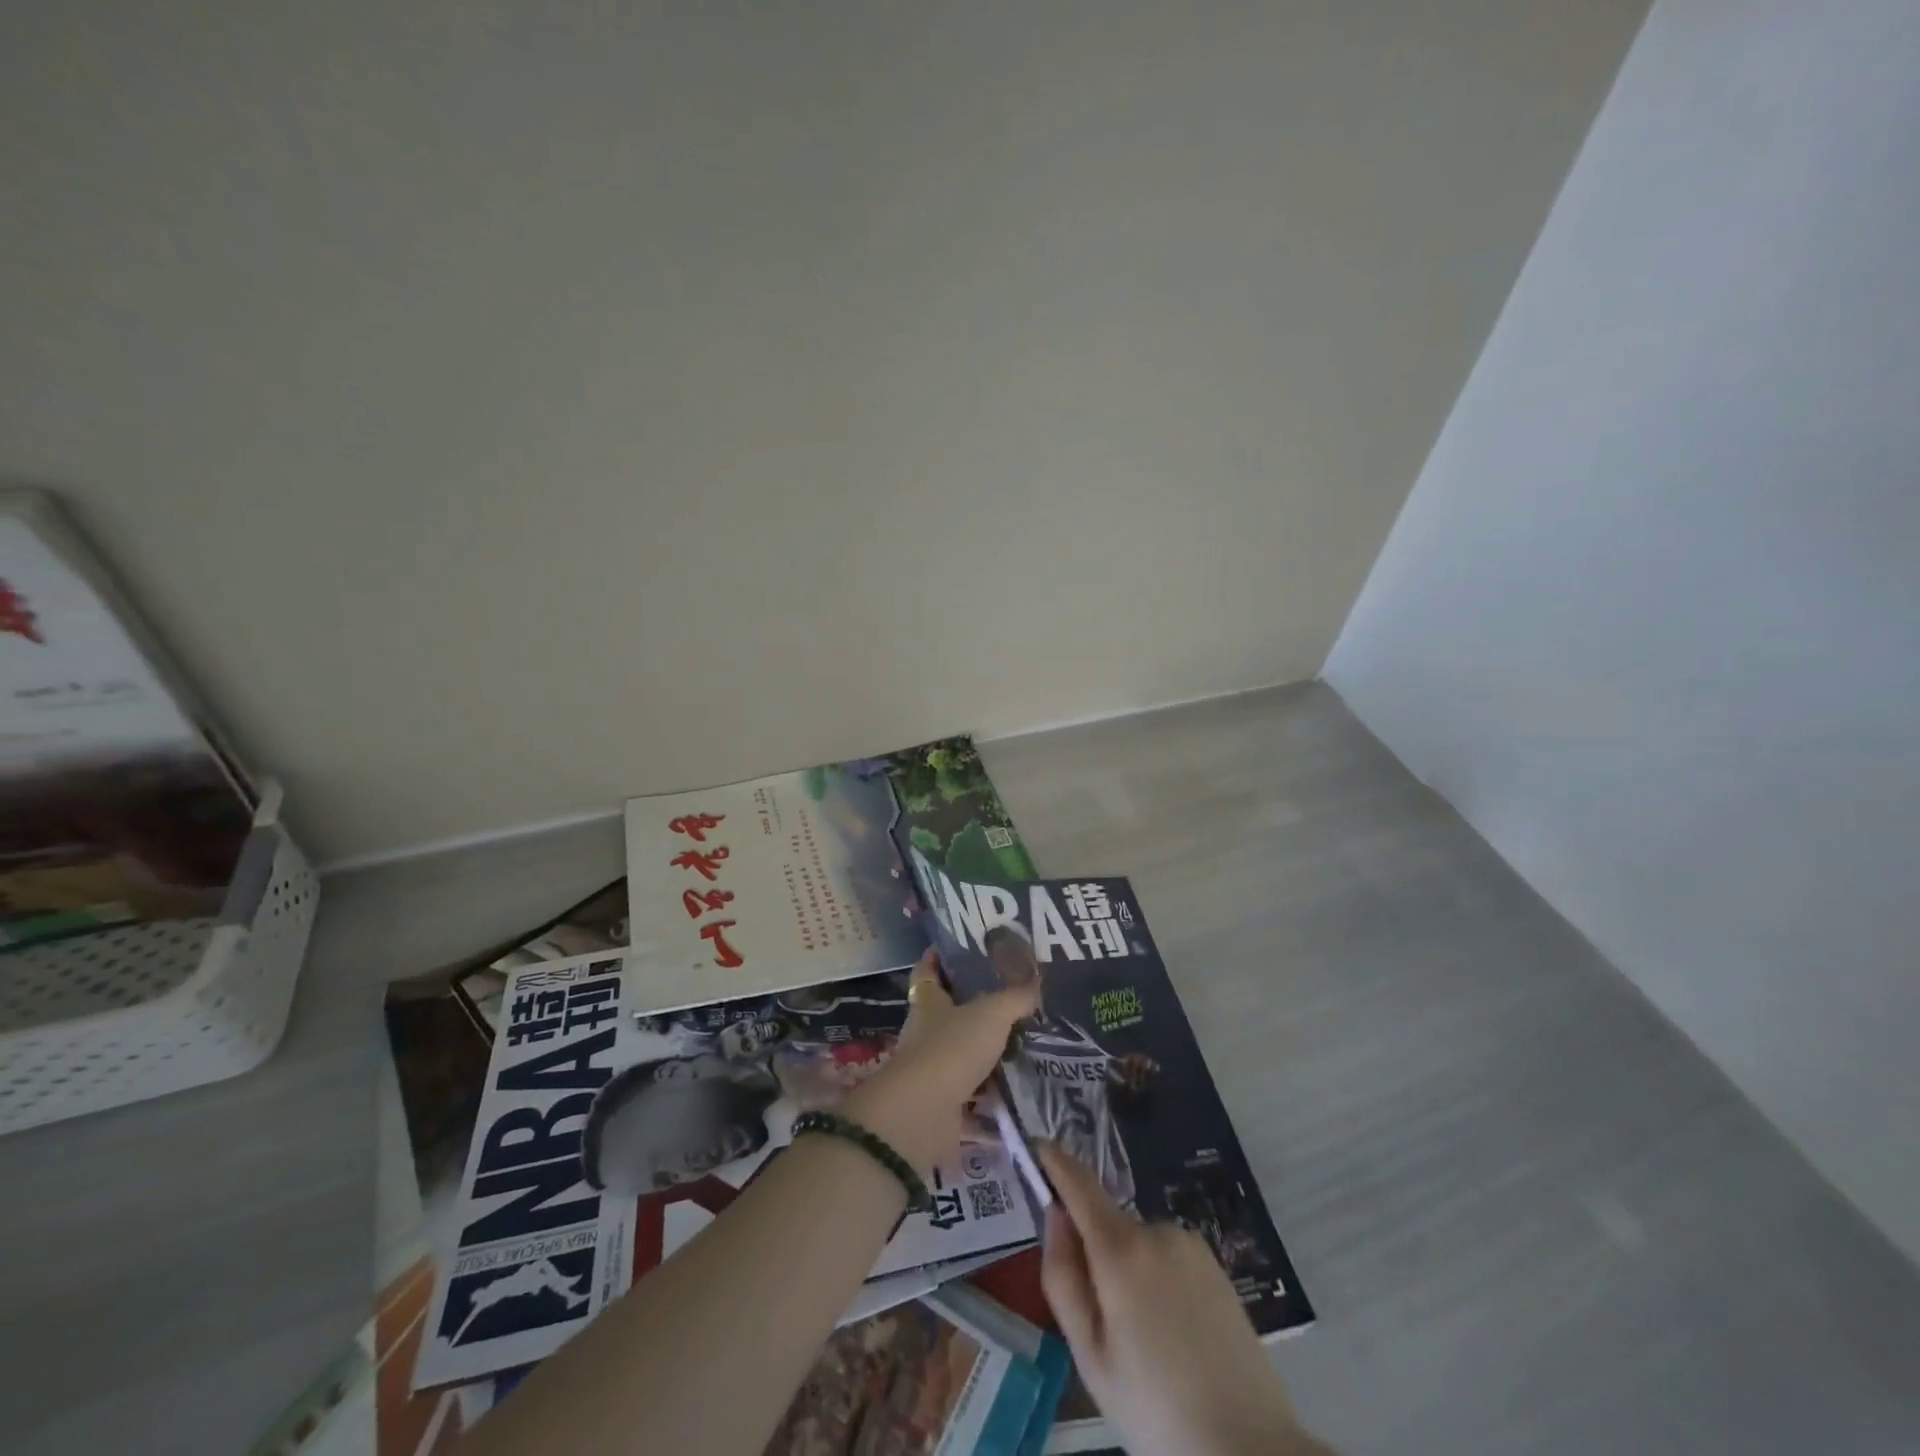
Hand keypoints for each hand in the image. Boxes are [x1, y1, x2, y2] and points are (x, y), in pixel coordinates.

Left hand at [842, 951, 1037, 1175]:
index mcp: (928, 1004)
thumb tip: (1037, 983)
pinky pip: (972, 1102)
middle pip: (946, 1015)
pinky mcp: (942, 1108)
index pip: (927, 972)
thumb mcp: (991, 1014)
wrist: (923, 1115)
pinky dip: (992, 1104)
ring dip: (985, 1057)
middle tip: (1010, 1001)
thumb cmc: (952, 1048)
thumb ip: (1015, 998)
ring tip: (1024, 1047)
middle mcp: (925, 1035)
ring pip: (961, 1058)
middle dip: (973, 1010)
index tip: (954, 948)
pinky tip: (1020, 1098)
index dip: (937, 959)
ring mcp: (932, 1072)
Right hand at [1038, 1143, 1329, 1455]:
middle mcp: (1157, 1230)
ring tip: (1147, 1345)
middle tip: (1104, 1329)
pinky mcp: (1216, 1264)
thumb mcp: (1090, 1355)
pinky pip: (1167, 1258)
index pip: (1078, 1183)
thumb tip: (1055, 1214)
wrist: (1250, 1450)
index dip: (1054, 1161)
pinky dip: (1158, 1282)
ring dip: (1129, 1274)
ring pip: (1138, 1246)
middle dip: (1095, 1257)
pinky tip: (1176, 1339)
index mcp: (1121, 1249)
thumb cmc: (1156, 1410)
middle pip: (1107, 1224)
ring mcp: (1191, 1244)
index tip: (1035, 1146)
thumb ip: (1063, 1278)